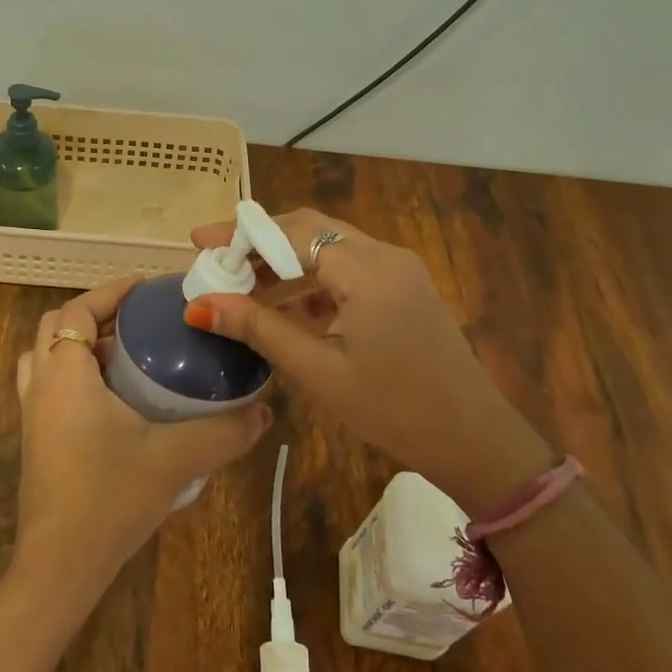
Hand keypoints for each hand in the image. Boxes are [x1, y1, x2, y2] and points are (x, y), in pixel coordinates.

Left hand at [12, 276, 270, 598]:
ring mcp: (31, 413)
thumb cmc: (111, 497)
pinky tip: (111, 399)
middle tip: (138, 320)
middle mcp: (40, 385)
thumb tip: (264, 411)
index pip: (76, 312)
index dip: (108, 293)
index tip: (143, 288)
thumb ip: (224, 433)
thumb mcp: (175, 459)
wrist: (60, 563)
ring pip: (45, 357)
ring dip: (79, 345)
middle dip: (95, 315)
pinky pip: (47, 386)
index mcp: (66, 374)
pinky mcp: (34, 439)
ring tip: (123, 353)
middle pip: (56, 327)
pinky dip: (72, 374)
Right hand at [186, 210, 551, 517]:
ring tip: (240, 288)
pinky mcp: (402, 291)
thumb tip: (198, 306)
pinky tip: (284, 309)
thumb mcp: (318, 369)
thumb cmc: (393, 408)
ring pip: (328, 249)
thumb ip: (258, 328)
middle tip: (216, 262)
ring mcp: (397, 272)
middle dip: (259, 243)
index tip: (199, 243)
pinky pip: (347, 271)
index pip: (291, 232)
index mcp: (366, 269)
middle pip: (309, 230)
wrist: (473, 440)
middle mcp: (384, 256)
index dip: (240, 235)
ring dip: (284, 263)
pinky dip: (310, 282)